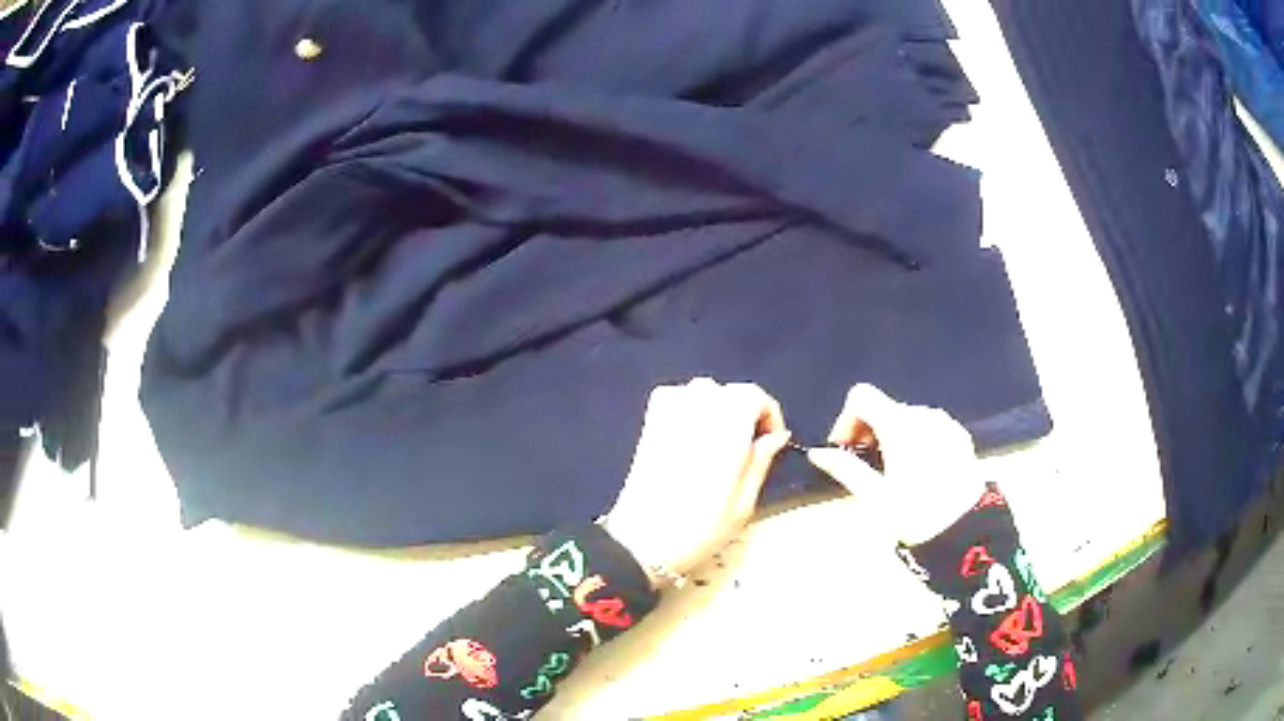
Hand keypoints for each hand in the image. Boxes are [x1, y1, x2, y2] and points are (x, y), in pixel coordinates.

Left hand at [602, 378, 790, 586]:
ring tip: (719, 446)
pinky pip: (675, 398)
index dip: (770, 418)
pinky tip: (690, 437)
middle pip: (730, 392)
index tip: (771, 444)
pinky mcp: (649, 421)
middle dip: (744, 414)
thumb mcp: (745, 500)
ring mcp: (670, 409)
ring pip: (703, 392)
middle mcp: (700, 403)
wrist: (644, 540)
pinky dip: (687, 408)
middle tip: (747, 450)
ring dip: (716, 410)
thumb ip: (762, 459)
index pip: (757, 396)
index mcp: (730, 419)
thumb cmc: (702, 525)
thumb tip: (776, 436)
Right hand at [806, 384, 983, 544]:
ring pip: (907, 417)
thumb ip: (845, 468)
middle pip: (885, 407)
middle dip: (868, 432)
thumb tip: (818, 453)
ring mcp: (944, 423)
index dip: (847, 419)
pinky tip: (919, 471)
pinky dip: (916, 440)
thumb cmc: (914, 514)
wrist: (965, 530)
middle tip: (866, 467)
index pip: (861, 396)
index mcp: (898, 424)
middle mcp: (922, 414)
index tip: (846, 450)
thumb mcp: (874, 497)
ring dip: (892, 436)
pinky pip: (929, 427)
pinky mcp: (960, 435)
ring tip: (894, 471)